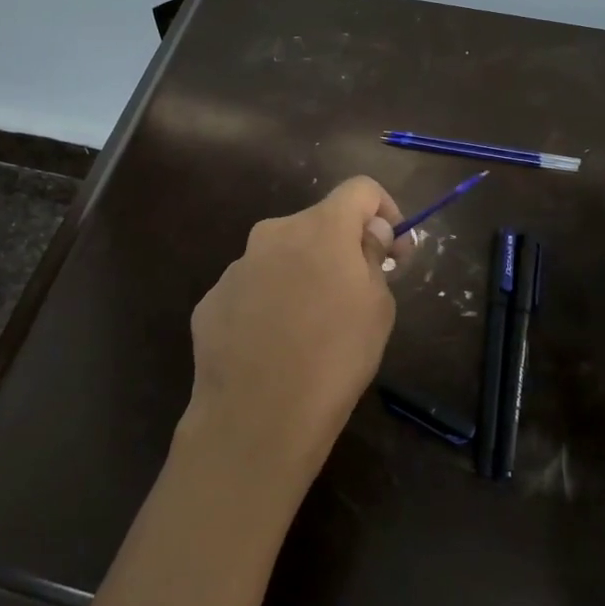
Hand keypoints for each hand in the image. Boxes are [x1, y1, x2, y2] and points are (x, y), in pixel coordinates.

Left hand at [180, 177, 408, 499]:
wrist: (257, 417)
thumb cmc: (335, 358)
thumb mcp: (378, 307)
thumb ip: (372, 256)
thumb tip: (367, 234)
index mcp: (320, 227)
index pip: (360, 188)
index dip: (385, 210)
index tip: (393, 251)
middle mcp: (273, 233)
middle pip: (317, 224)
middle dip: (341, 249)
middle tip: (355, 295)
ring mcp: (236, 267)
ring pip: (281, 258)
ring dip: (302, 277)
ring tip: (311, 330)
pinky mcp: (211, 300)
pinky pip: (252, 290)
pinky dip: (268, 305)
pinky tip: (274, 348)